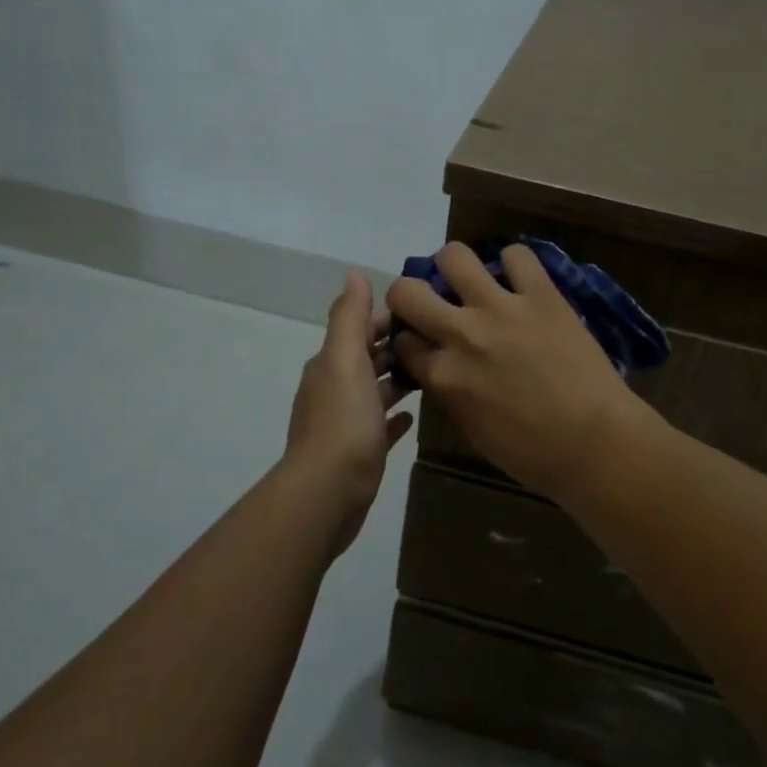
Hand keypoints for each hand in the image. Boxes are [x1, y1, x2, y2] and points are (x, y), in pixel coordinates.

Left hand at [280, 272, 414, 553]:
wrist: (327, 492)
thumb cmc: (343, 421)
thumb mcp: (346, 360)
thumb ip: (350, 318)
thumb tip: (353, 274)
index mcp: (330, 365)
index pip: (361, 329)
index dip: (388, 317)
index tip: (425, 311)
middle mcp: (334, 389)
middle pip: (368, 358)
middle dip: (396, 346)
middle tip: (439, 339)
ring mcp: (345, 423)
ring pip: (375, 391)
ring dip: (398, 379)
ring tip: (434, 371)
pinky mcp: (358, 452)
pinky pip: (379, 427)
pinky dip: (394, 417)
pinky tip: (413, 416)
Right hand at [387, 243, 652, 496]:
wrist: (595, 441)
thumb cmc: (533, 453)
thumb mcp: (473, 430)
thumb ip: (449, 393)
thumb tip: (440, 371)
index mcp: (442, 376)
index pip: (401, 342)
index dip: (407, 341)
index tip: (420, 343)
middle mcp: (461, 333)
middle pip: (407, 291)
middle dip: (409, 296)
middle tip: (431, 304)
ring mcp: (502, 308)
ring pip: (454, 256)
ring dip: (455, 268)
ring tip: (471, 282)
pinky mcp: (541, 295)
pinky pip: (518, 256)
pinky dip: (514, 264)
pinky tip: (520, 281)